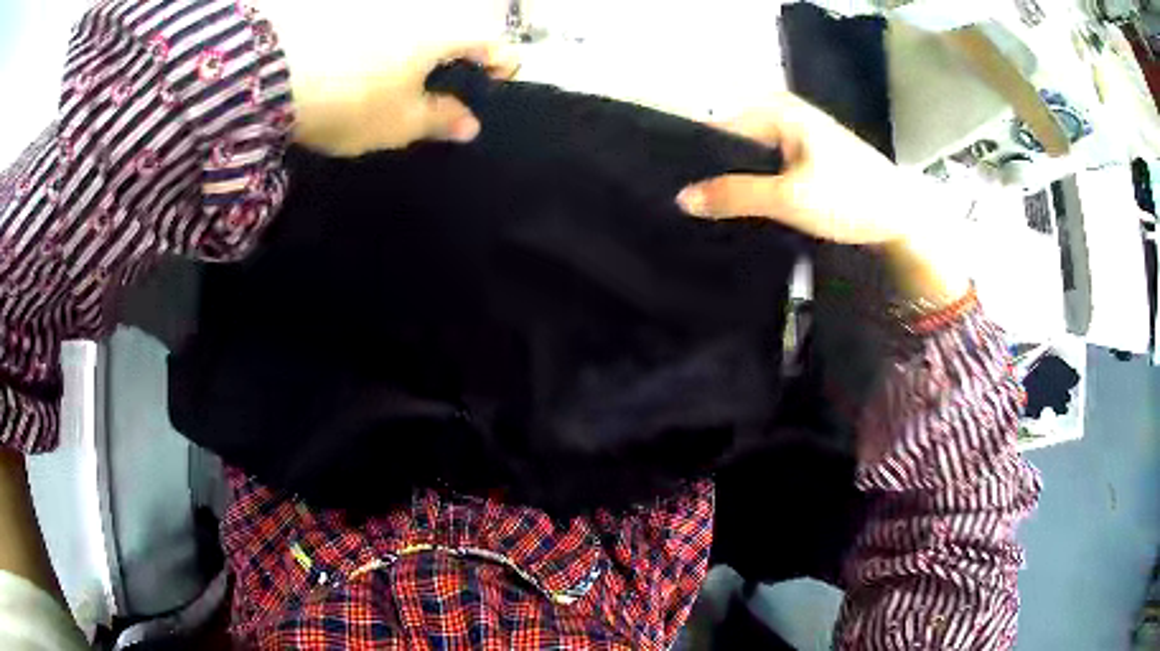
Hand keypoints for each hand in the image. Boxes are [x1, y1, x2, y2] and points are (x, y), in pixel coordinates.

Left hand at [255, 2, 518, 155]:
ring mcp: (384, 4)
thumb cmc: (349, 101)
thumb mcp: (398, 123)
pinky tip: (362, 60)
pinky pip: (382, 21)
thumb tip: (469, 125)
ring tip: (395, 76)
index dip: (500, 69)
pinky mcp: (349, 6)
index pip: (496, 44)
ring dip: (418, 47)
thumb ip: (439, 120)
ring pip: (418, 23)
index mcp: (446, 31)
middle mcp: (422, 7)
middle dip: (457, 57)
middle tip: (438, 88)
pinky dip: (383, 40)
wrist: (270, 74)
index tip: (489, 88)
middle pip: (458, 28)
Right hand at [676, 93, 969, 303]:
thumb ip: (735, 195)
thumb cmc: (852, 198)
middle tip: (696, 207)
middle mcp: (783, 112)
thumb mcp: (789, 198)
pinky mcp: (807, 154)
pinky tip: (749, 205)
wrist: (901, 216)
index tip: (679, 190)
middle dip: (717, 171)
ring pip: (751, 155)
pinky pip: (768, 164)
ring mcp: (797, 132)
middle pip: (733, 140)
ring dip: (737, 180)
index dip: (698, 158)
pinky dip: (757, 183)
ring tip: (717, 209)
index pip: (718, 126)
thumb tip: (684, 198)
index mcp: (777, 109)